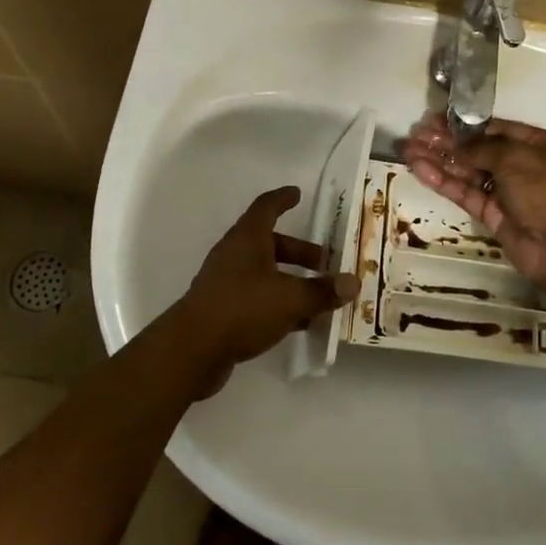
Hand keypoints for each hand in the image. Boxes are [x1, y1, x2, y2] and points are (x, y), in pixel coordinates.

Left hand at [175, 187, 360, 390]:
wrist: (192, 350)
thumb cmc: (242, 309)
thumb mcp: (290, 299)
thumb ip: (322, 291)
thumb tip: (353, 282)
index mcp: (247, 239)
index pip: (266, 207)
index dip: (283, 199)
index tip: (298, 193)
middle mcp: (235, 255)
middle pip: (271, 244)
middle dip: (300, 252)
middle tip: (328, 263)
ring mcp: (226, 283)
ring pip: (266, 273)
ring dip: (292, 280)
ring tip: (321, 296)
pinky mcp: (223, 310)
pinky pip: (259, 298)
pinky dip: (280, 303)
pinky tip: (301, 323)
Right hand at [399, 114, 545, 292]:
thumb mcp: (517, 158)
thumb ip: (481, 148)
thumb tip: (454, 144)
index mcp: (542, 145)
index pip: (498, 129)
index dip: (466, 124)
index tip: (436, 119)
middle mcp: (525, 166)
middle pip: (479, 150)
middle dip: (447, 141)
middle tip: (415, 133)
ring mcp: (508, 192)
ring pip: (468, 172)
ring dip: (439, 160)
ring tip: (408, 150)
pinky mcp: (492, 214)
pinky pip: (465, 193)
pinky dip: (443, 181)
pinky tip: (419, 169)